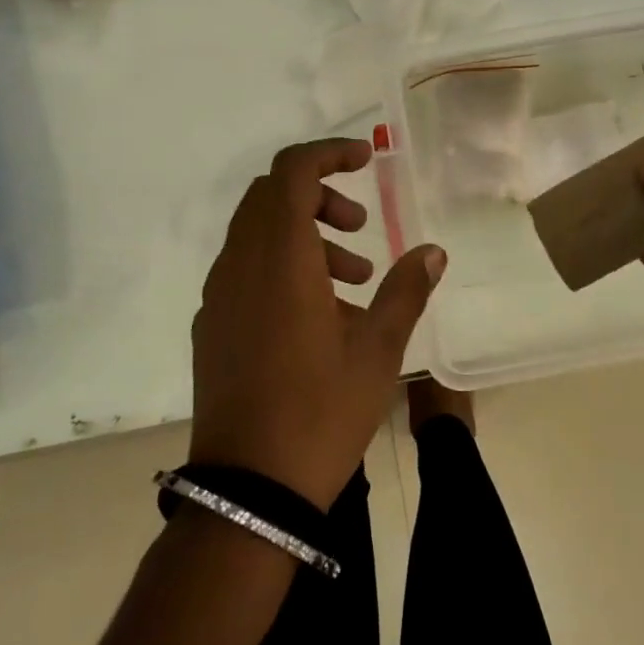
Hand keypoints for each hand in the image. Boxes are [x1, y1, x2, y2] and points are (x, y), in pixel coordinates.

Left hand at [190, 138, 446, 509]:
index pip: (291, 170)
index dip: (328, 153)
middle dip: (319, 196)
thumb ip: (406, 290)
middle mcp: (240, 264)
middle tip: (361, 227)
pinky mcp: (210, 326)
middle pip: (271, 196)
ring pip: (257, 233)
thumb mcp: (379, 349)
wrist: (247, 491)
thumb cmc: (320, 411)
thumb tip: (434, 251)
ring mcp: (218, 296)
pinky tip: (317, 317)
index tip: (365, 161)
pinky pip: (245, 270)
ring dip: (304, 235)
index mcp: (280, 257)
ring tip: (353, 280)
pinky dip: (281, 266)